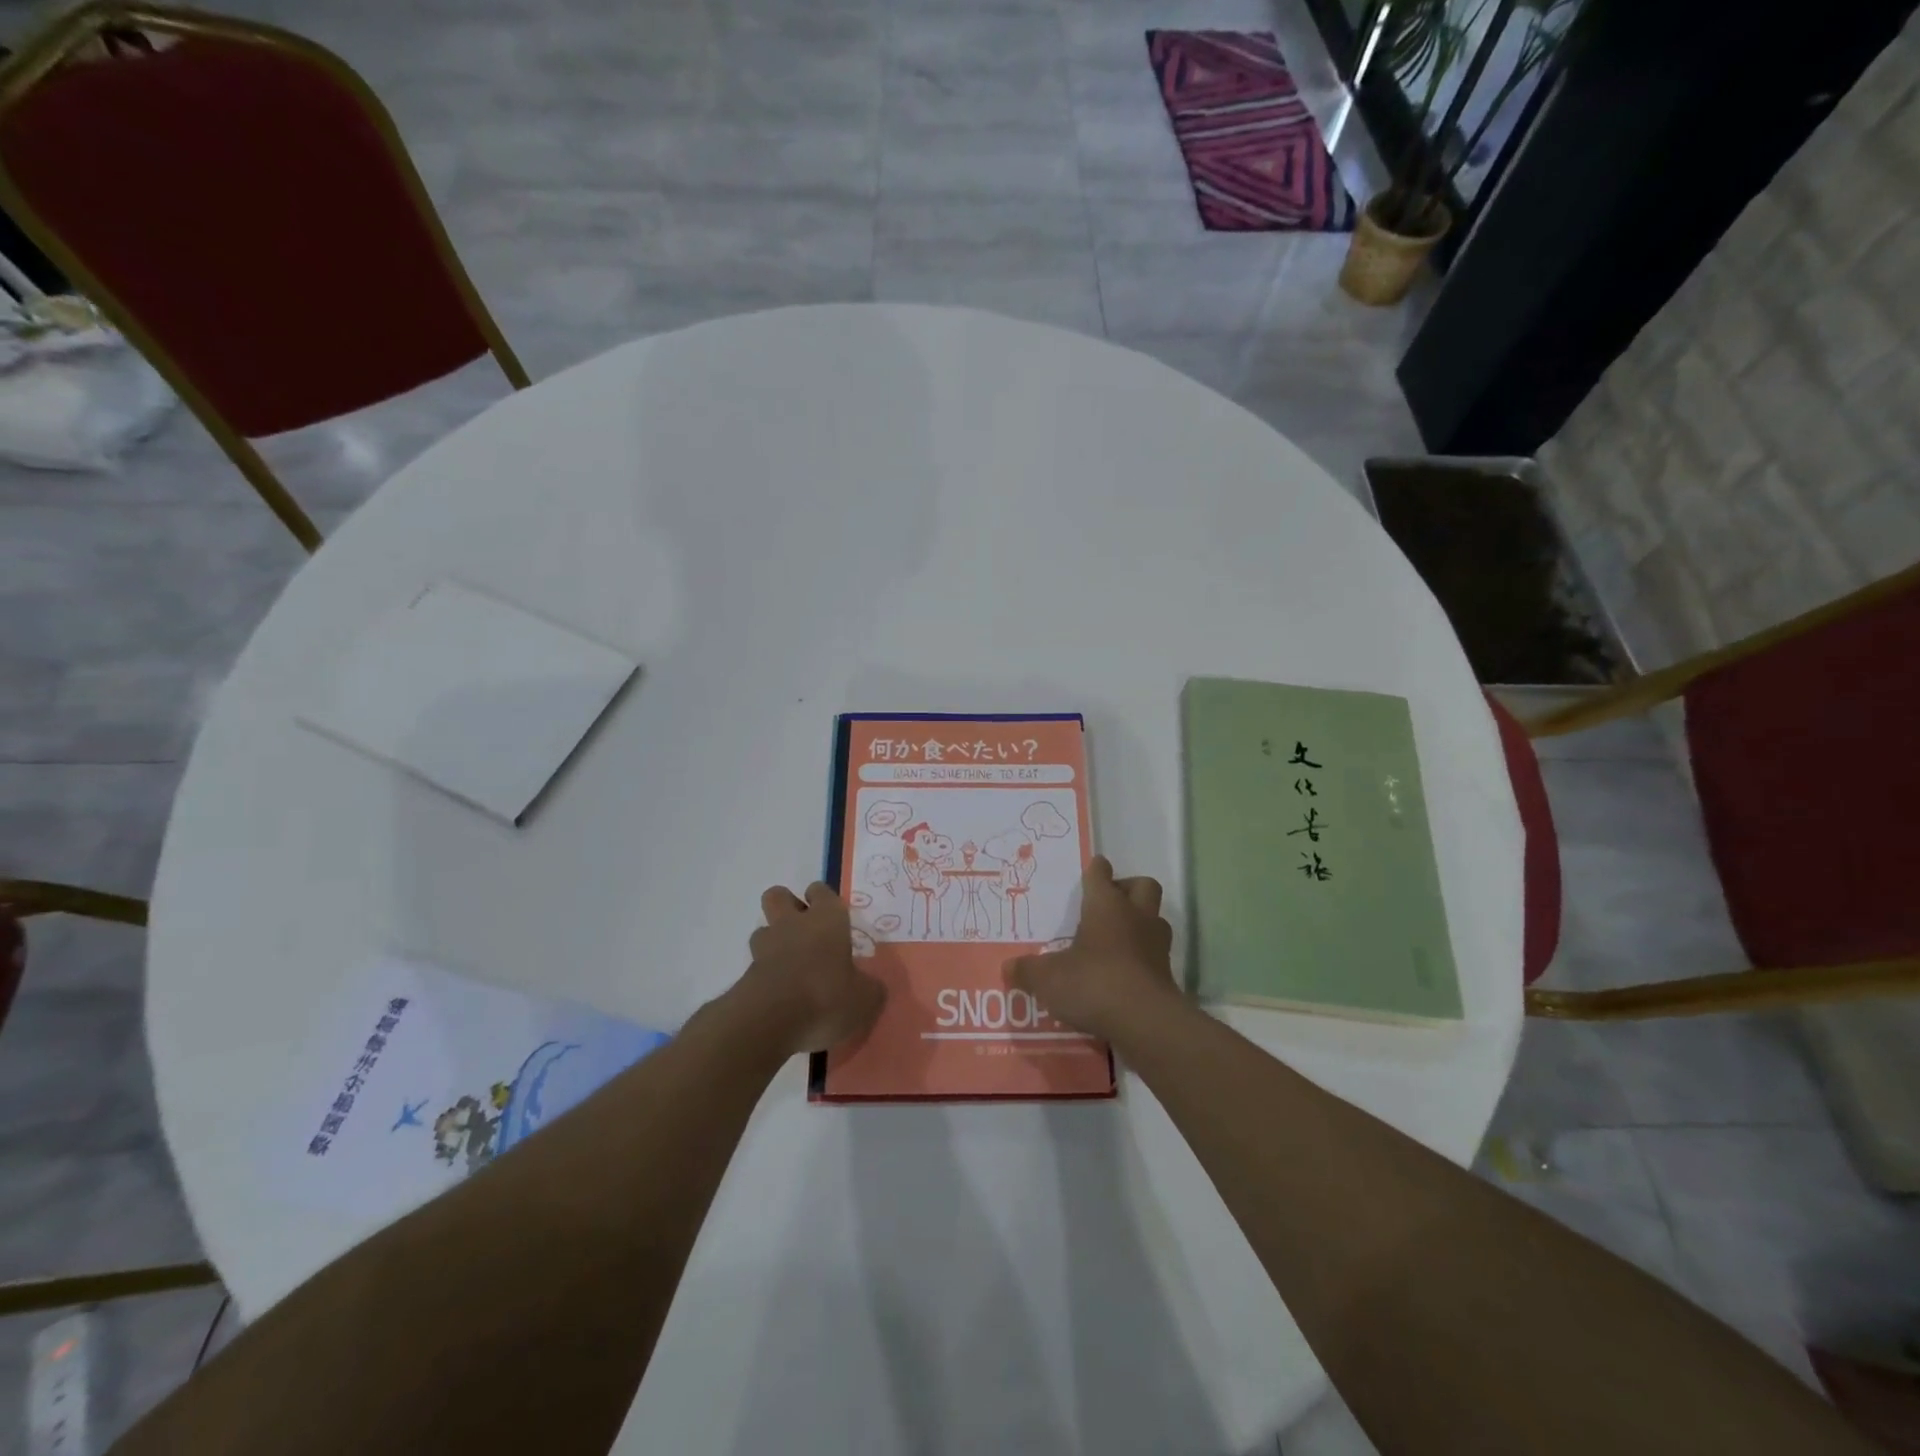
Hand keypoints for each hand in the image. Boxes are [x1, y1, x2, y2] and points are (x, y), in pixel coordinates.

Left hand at [735, 883, 886, 1057]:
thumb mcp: (865, 1000)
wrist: (768, 1021)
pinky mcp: (745, 975)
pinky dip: (767, 975)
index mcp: (827, 919)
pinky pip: (757, 965)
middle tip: (804, 931)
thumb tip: (869, 987)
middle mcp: (793, 925)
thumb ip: (869, 989)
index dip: (823, 899)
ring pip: (764, 930)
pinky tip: (781, 997)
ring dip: (774, 942)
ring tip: (791, 966)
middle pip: (778, 896)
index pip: (820, 891)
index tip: (830, 915)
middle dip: (787, 906)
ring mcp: (765, 948)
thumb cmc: (826, 997)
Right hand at [1010, 856, 1179, 1042]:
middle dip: (1128, 889)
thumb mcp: (1048, 978)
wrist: (1146, 1022)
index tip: (1092, 869)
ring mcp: (1156, 945)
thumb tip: (1008, 967)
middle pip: (1142, 886)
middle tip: (1109, 903)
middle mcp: (1136, 916)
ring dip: (1140, 923)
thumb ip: (1028, 970)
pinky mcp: (1167, 974)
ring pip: (1155, 919)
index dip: (1096, 870)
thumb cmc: (1093, 983)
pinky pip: (1156, 954)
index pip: (1101, 874)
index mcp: (1106, 905)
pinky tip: (1124, 974)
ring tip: (1117, 940)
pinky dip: (1143, 958)